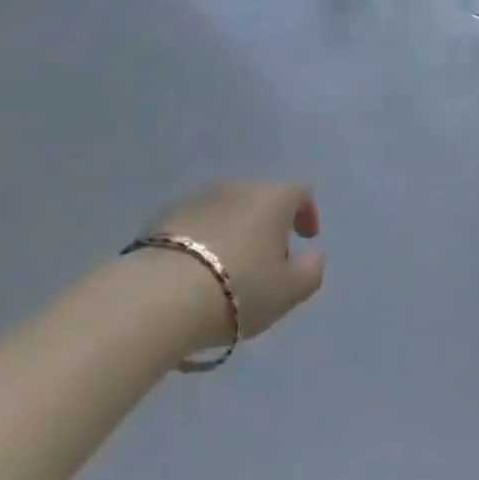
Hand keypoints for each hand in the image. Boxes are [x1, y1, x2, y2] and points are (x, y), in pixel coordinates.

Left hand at [144, 181, 325, 350]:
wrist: (164, 294)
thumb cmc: (240, 289)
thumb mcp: (289, 292)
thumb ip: (311, 271)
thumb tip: (314, 255)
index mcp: (273, 197)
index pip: (300, 192)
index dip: (307, 213)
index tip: (306, 238)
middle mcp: (239, 186)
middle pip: (263, 199)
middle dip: (270, 225)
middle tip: (269, 262)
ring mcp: (201, 196)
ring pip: (229, 208)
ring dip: (237, 230)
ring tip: (231, 268)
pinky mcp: (169, 213)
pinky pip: (199, 221)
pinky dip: (207, 238)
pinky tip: (200, 269)